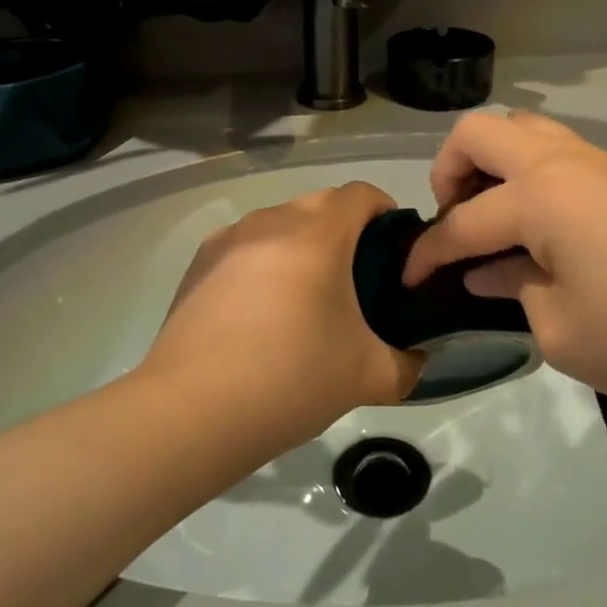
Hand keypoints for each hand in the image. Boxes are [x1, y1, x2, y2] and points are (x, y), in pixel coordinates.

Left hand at [140, 182, 424, 446]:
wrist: (191, 411)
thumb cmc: (290, 380)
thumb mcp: (367, 377)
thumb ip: (407, 363)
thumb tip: (416, 358)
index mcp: (318, 234)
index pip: (362, 194)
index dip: (385, 213)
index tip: (392, 252)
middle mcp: (273, 220)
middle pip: (322, 203)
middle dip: (345, 230)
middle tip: (354, 281)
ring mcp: (230, 237)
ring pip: (281, 221)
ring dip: (301, 243)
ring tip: (303, 298)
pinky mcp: (199, 261)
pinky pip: (246, 244)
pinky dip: (264, 261)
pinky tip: (258, 311)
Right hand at [401, 111, 606, 415]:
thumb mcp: (558, 329)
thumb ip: (510, 287)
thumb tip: (486, 270)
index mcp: (539, 195)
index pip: (462, 220)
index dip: (427, 252)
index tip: (406, 278)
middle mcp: (561, 160)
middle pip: (479, 132)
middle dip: (448, 172)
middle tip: (453, 222)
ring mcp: (597, 161)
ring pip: (521, 128)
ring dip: (491, 163)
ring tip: (493, 216)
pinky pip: (555, 149)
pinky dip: (527, 172)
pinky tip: (538, 225)